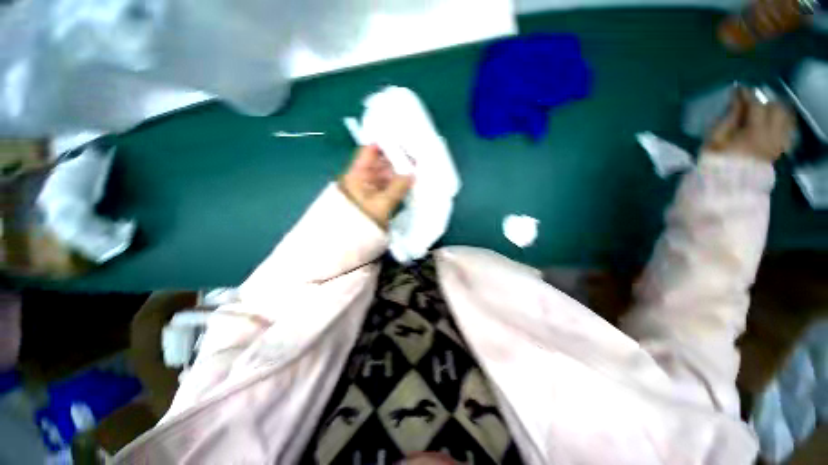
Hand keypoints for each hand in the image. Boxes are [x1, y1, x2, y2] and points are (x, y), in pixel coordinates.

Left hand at [339, 145, 412, 227]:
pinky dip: (398, 184)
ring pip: (386, 175)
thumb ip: (398, 187)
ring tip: (417, 169)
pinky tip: (410, 183)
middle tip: (416, 157)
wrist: (351, 243)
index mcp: (358, 173)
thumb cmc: (362, 221)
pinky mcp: (376, 198)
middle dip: (398, 160)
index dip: (386, 144)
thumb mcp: (381, 204)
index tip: (404, 142)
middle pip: (381, 163)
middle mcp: (363, 177)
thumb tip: (413, 173)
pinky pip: (388, 186)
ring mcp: (370, 188)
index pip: (370, 151)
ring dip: (399, 173)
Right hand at [703, 87, 795, 162]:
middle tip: (751, 100)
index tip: (737, 89)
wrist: (727, 185)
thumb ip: (729, 117)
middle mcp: (771, 134)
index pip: (755, 105)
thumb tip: (736, 100)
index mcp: (753, 131)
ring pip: (784, 118)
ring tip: (763, 109)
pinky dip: (782, 122)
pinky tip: (773, 122)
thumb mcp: (715, 139)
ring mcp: (777, 143)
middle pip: (775, 108)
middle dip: (764, 101)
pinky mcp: (778, 150)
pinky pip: (787, 130)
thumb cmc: (716, 161)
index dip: (746, 94)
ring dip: (775, 109)